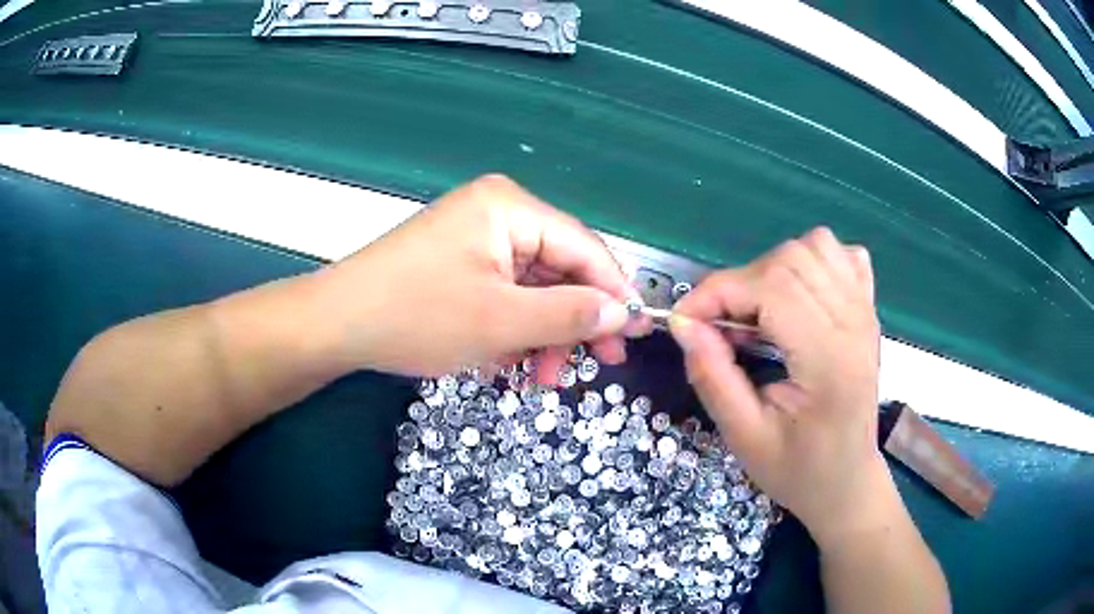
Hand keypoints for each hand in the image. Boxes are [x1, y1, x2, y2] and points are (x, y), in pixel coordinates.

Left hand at [313, 174, 642, 381]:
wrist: (337, 324)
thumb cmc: (417, 316)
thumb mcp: (502, 322)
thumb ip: (571, 315)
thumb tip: (623, 313)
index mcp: (510, 208)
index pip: (584, 247)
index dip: (616, 292)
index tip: (639, 333)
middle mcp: (498, 212)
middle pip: (560, 268)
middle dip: (574, 321)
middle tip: (595, 367)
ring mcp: (476, 236)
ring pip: (533, 287)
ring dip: (543, 333)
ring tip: (539, 378)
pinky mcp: (459, 260)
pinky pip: (505, 292)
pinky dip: (514, 328)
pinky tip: (508, 362)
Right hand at [670, 228, 890, 544]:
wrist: (846, 482)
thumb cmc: (797, 470)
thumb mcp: (744, 437)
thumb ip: (713, 376)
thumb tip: (683, 324)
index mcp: (828, 361)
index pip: (771, 290)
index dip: (716, 293)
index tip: (684, 321)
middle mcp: (854, 325)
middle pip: (791, 260)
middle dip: (740, 284)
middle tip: (722, 327)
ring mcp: (866, 314)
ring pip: (816, 246)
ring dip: (774, 267)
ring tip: (759, 311)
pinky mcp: (868, 312)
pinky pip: (843, 256)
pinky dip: (813, 261)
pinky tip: (799, 296)